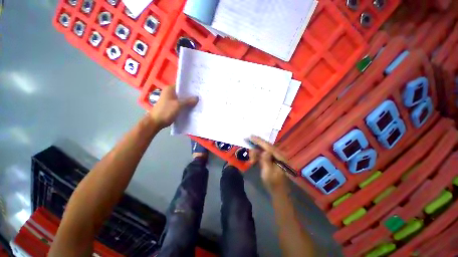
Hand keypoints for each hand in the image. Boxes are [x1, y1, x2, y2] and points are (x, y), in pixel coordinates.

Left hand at [149, 85, 198, 128]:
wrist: (156, 122)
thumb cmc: (166, 111)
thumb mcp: (178, 105)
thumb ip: (188, 101)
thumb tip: (197, 98)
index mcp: (170, 89)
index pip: (182, 85)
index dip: (190, 87)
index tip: (198, 89)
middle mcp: (171, 93)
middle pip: (183, 93)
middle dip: (191, 95)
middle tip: (201, 96)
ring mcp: (171, 100)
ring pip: (183, 99)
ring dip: (189, 101)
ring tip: (199, 102)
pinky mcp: (173, 106)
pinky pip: (181, 105)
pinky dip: (186, 106)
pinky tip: (193, 108)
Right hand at [250, 136, 287, 193]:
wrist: (278, 190)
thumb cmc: (273, 183)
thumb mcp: (268, 173)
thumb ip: (266, 161)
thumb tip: (264, 151)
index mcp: (279, 157)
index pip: (268, 147)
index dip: (259, 141)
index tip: (251, 136)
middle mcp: (279, 154)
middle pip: (267, 145)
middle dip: (258, 142)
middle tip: (249, 138)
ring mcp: (276, 156)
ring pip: (266, 148)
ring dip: (258, 147)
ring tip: (251, 147)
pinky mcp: (273, 159)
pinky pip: (265, 152)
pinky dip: (259, 151)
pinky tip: (255, 152)